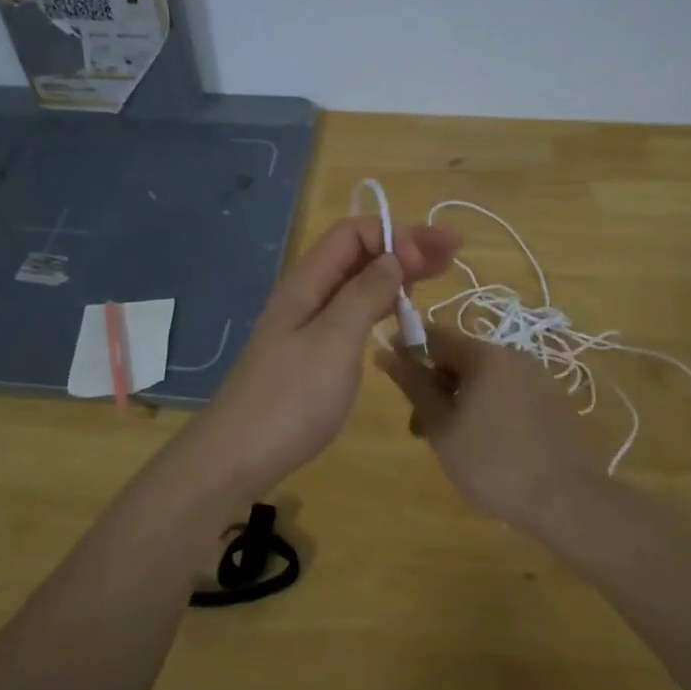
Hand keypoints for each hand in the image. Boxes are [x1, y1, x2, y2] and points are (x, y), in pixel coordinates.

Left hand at [182, 217, 461, 496]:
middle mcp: (306, 296)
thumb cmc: (291, 398)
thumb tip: (393, 256)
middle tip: (452, 254)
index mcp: (306, 283)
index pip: (352, 233)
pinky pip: (351, 314)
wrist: (238, 456)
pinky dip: (380, 306)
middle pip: (357, 255)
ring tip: (435, 277)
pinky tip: (399, 315)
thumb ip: (364, 294)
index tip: (431, 259)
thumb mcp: (334, 341)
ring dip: (395, 275)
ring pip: (355, 285)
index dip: (395, 235)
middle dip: (403, 247)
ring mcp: (306, 326)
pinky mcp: (311, 355)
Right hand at [376, 322, 609, 534]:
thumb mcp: (441, 426)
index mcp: (484, 355)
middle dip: (434, 387)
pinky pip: (508, 394)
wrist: (566, 500)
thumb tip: (385, 351)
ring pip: (484, 380)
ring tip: (452, 444)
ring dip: (459, 401)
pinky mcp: (553, 401)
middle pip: (460, 359)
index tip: (391, 377)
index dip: (407, 351)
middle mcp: (513, 355)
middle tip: (421, 430)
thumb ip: (413, 386)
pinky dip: (487, 410)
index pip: (434, 336)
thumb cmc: (492, 462)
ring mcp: (538, 377)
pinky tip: (486, 446)